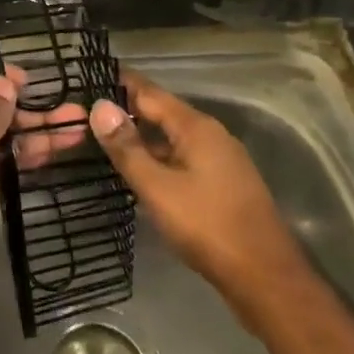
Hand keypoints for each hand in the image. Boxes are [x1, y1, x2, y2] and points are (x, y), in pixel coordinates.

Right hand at [89, 70, 301, 324]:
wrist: (265, 276)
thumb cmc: (207, 226)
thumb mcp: (157, 187)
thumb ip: (127, 147)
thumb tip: (99, 106)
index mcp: (196, 127)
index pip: (149, 92)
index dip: (119, 83)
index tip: (88, 77)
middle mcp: (211, 135)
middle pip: (162, 112)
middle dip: (127, 109)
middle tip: (88, 110)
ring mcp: (220, 159)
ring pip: (172, 137)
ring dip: (142, 136)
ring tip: (104, 138)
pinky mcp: (223, 183)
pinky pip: (182, 158)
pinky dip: (158, 157)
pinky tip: (139, 171)